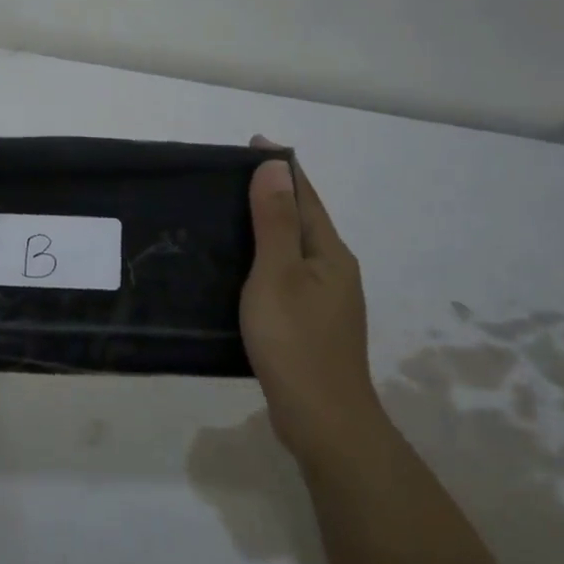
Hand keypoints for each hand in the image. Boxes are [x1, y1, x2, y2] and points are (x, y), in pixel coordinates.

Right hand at [240, 135, 378, 464]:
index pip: (304, 195)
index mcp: (330, 253)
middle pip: (302, 219)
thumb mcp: (278, 275)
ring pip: (294, 249)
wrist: (323, 419)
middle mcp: (334, 270)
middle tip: (228, 178)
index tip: (252, 143)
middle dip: (273, 193)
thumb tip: (275, 168)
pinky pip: (287, 275)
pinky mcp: (313, 324)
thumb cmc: (295, 341)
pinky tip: (242, 269)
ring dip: (268, 227)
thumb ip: (274, 222)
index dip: (281, 167)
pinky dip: (266, 259)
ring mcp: (327, 300)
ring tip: (228, 216)